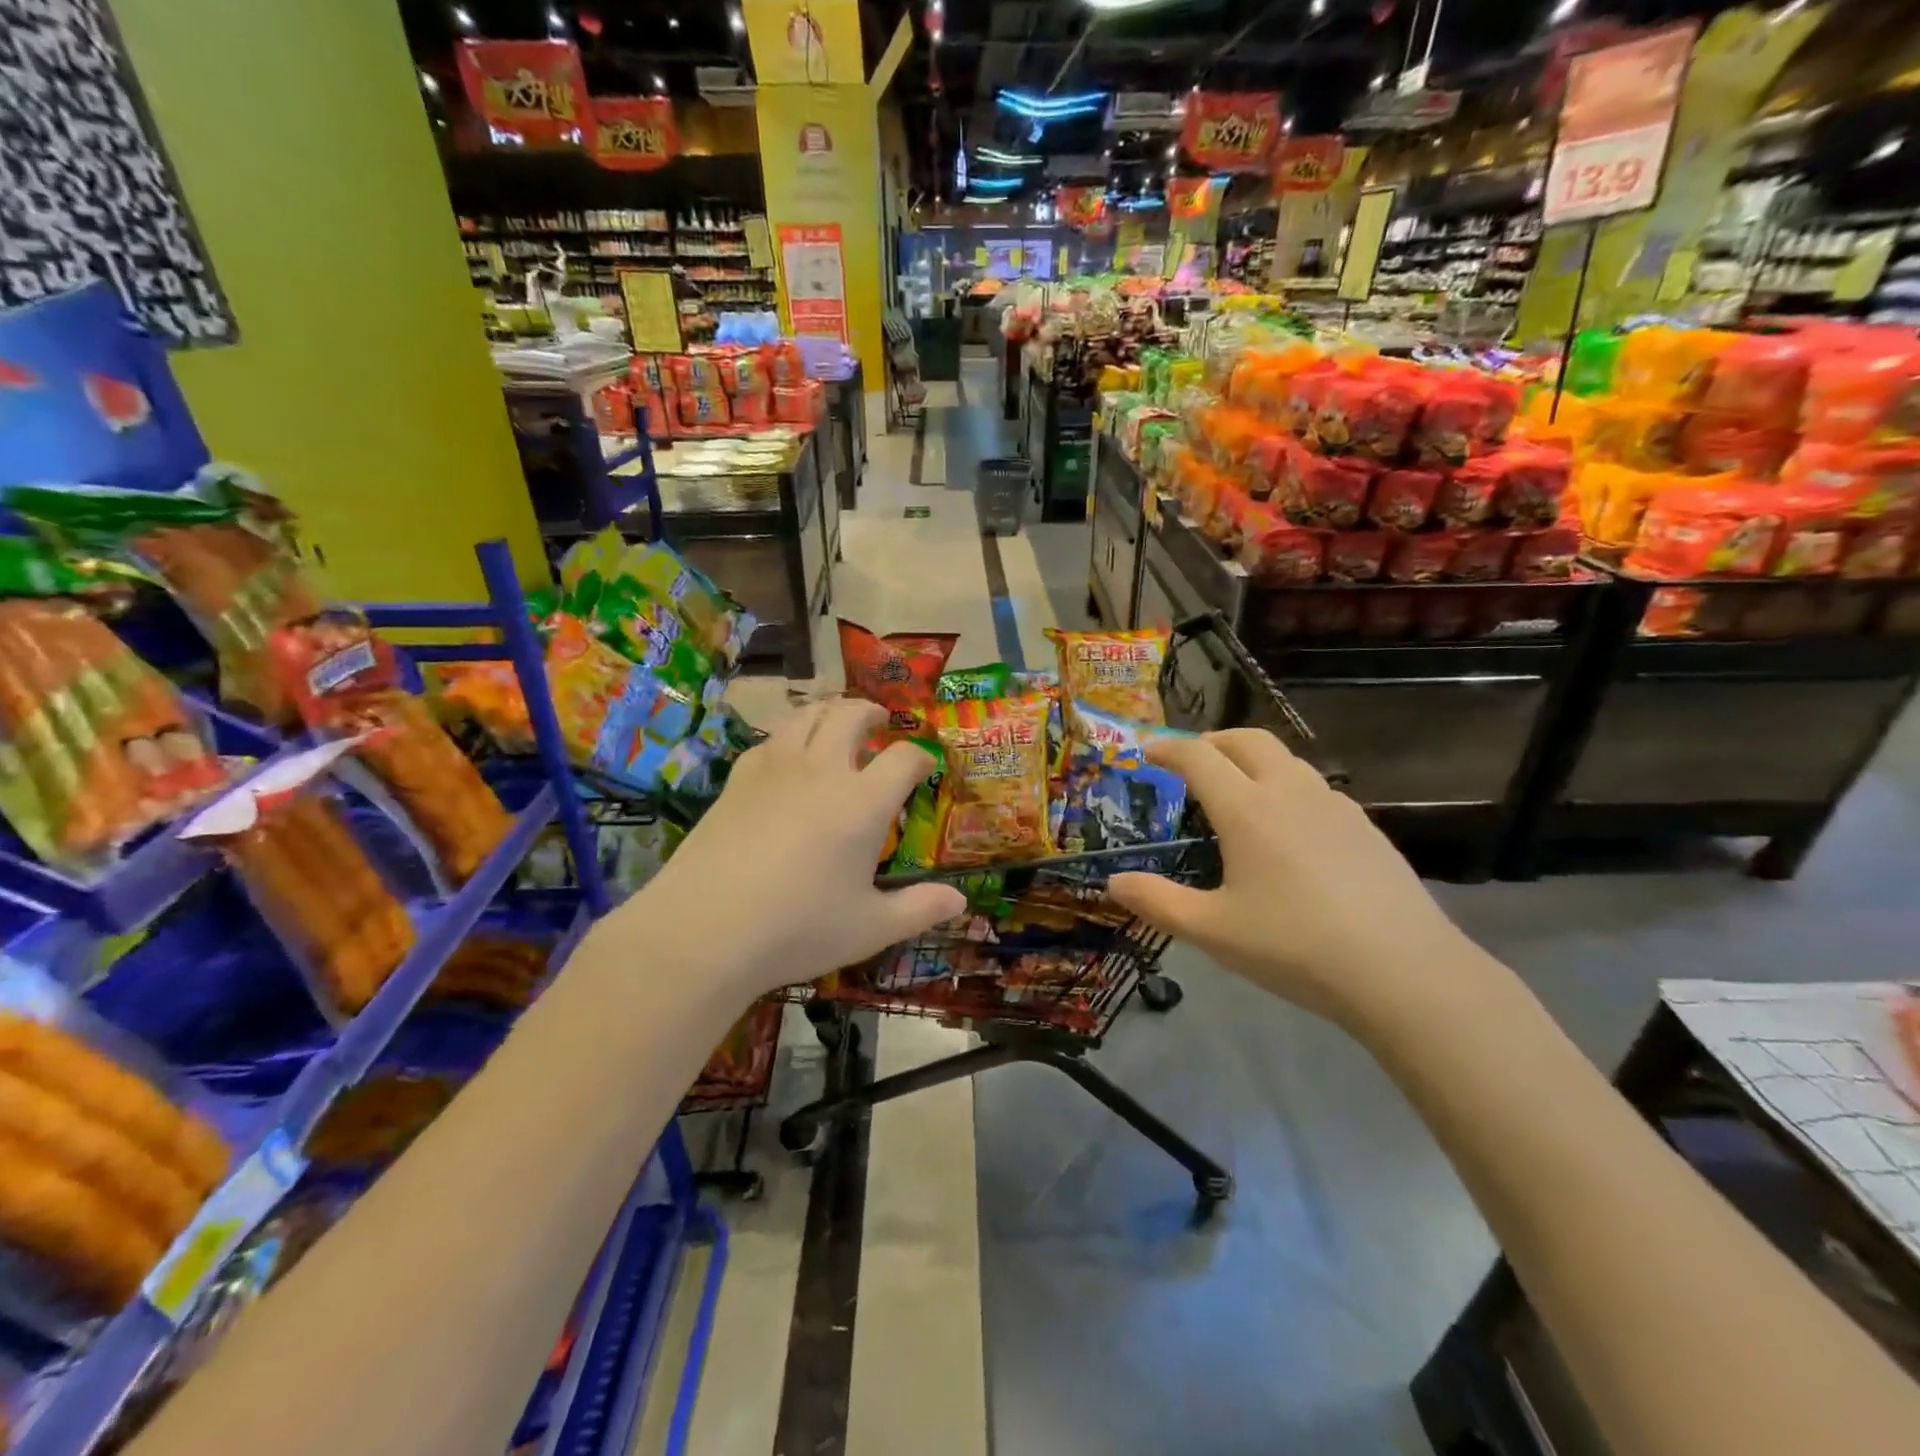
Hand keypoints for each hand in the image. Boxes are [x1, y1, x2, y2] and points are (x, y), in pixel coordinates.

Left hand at [627, 699, 965, 999]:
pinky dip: (789, 734)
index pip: (904, 758)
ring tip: (836, 719)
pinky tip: (786, 752)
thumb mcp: (869, 928)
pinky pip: (770, 739)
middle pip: (851, 715)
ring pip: (806, 715)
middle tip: (880, 721)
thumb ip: (919, 909)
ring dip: (829, 710)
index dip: (921, 756)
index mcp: (862, 802)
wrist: (704, 929)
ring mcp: (775, 769)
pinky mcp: (737, 779)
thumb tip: (960, 900)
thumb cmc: (798, 929)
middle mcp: (822, 771)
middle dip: (872, 712)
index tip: (925, 766)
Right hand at [1109, 730, 1489, 1034]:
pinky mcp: (1366, 828)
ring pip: (1286, 759)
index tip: (1147, 750)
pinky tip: (1289, 828)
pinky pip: (1315, 788)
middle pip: (1247, 739)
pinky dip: (1286, 786)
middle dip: (1212, 740)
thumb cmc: (1295, 946)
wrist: (1404, 972)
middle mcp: (1290, 792)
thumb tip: (1113, 882)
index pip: (1199, 756)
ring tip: (1237, 790)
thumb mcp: (1213, 930)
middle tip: (1190, 760)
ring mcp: (1335, 806)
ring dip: (1252, 759)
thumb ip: (1157, 902)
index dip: (1168, 747)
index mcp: (1247, 809)